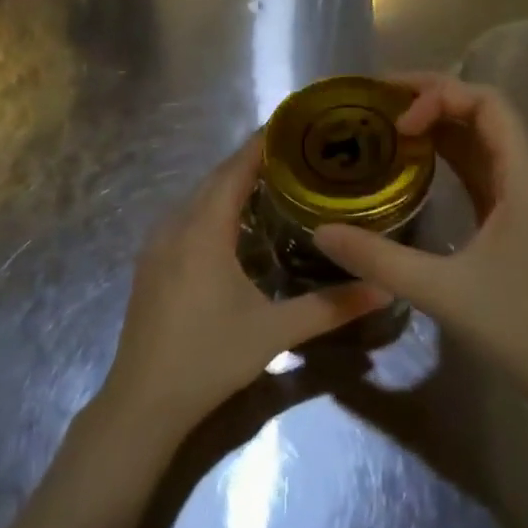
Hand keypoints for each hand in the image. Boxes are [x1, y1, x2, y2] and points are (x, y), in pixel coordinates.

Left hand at [97, 135, 386, 443]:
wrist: (143, 402)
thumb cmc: (209, 357)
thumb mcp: (274, 331)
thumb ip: (330, 307)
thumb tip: (384, 287)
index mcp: (203, 231)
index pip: (234, 170)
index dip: (261, 145)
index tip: (292, 125)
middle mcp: (174, 227)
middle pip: (214, 179)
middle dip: (250, 162)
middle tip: (295, 155)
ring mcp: (156, 246)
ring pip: (196, 199)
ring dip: (229, 185)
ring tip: (271, 182)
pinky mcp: (149, 265)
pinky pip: (183, 219)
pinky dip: (210, 208)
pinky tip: (233, 227)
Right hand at [313, 73, 527, 403]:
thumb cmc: (519, 327)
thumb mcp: (441, 290)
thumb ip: (378, 258)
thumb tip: (321, 232)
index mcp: (525, 177)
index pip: (487, 103)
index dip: (439, 96)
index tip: (397, 120)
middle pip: (484, 112)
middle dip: (433, 99)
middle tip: (379, 103)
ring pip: (483, 140)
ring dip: (440, 125)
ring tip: (388, 124)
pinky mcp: (521, 218)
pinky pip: (483, 168)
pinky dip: (449, 156)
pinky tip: (415, 164)